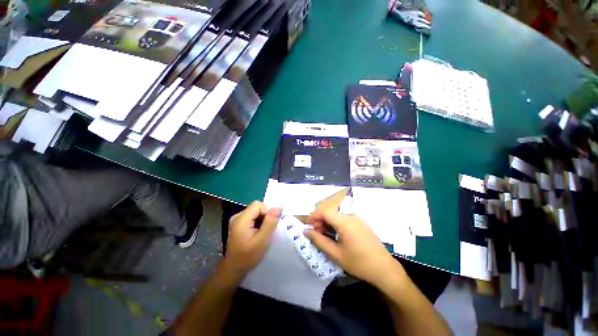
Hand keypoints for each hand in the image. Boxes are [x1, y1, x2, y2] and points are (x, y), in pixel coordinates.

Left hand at [223, 202, 279, 278]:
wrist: (233, 270)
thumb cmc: (248, 256)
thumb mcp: (262, 240)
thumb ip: (270, 222)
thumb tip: (278, 207)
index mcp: (241, 219)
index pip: (258, 204)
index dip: (266, 212)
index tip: (268, 226)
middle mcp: (237, 216)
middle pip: (256, 207)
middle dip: (264, 217)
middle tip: (265, 231)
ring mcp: (236, 220)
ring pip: (255, 212)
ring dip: (261, 220)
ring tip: (261, 234)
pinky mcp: (238, 224)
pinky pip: (251, 217)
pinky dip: (257, 223)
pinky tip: (256, 234)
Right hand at [304, 210, 402, 287]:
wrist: (384, 269)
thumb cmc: (358, 263)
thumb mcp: (336, 254)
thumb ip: (319, 241)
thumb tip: (306, 231)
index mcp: (345, 222)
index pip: (325, 212)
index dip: (314, 216)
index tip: (307, 225)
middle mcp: (351, 216)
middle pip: (331, 213)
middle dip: (320, 221)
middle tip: (314, 233)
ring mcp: (358, 219)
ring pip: (337, 216)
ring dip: (328, 223)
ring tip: (324, 235)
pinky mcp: (361, 223)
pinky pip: (345, 219)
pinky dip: (336, 224)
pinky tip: (335, 235)